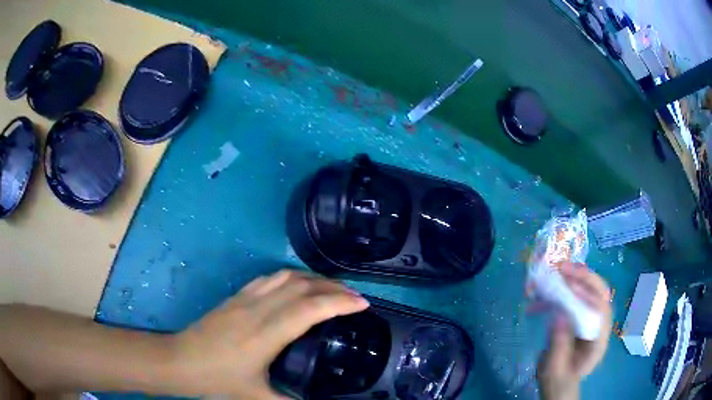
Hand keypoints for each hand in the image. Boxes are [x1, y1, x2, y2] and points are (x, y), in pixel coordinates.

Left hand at [173, 269, 368, 398]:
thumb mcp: (258, 398)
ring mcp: (245, 298)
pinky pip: (270, 278)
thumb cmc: (218, 379)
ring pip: (286, 276)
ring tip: (332, 289)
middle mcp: (259, 308)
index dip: (339, 302)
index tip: (362, 304)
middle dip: (334, 287)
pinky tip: (297, 287)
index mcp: (267, 333)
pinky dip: (292, 277)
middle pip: (302, 285)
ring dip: (313, 278)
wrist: (180, 360)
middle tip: (354, 297)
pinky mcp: (236, 296)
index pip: (311, 308)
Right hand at [536, 263, 612, 399]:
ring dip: (571, 279)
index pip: (602, 309)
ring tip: (552, 274)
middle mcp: (599, 325)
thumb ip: (559, 345)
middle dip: (583, 277)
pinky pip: (573, 299)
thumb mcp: (555, 369)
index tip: (568, 284)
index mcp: (599, 340)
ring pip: (587, 292)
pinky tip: (541, 297)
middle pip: (599, 293)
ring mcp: (590, 320)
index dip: (588, 293)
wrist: (557, 384)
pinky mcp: (579, 317)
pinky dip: (559, 293)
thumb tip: (560, 315)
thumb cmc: (558, 381)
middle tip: (562, 267)